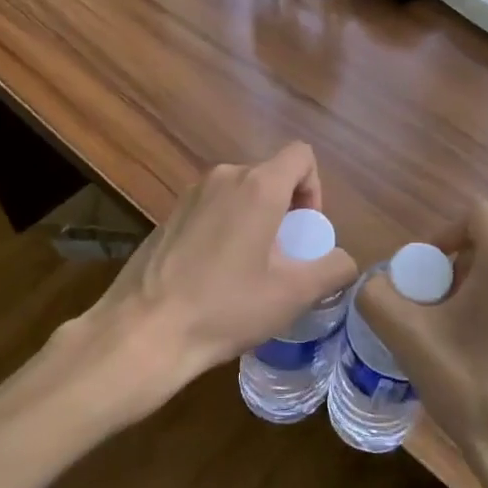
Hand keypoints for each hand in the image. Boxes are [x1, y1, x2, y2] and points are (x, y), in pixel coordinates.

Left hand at [50, 145, 357, 427]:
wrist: (143, 333)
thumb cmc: (225, 308)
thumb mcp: (292, 295)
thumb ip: (332, 269)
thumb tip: (344, 261)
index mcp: (258, 186)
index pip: (301, 155)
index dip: (315, 188)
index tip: (305, 231)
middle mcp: (224, 177)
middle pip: (271, 176)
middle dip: (286, 210)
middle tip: (282, 259)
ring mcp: (191, 194)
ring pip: (240, 193)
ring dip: (255, 220)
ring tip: (249, 270)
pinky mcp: (169, 214)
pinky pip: (213, 208)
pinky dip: (226, 228)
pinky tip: (214, 275)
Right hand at [358, 199, 487, 487]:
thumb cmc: (475, 390)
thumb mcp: (410, 340)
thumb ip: (378, 297)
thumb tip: (374, 284)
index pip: (475, 214)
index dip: (442, 235)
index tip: (423, 275)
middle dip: (457, 267)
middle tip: (434, 308)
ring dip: (480, 288)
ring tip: (459, 333)